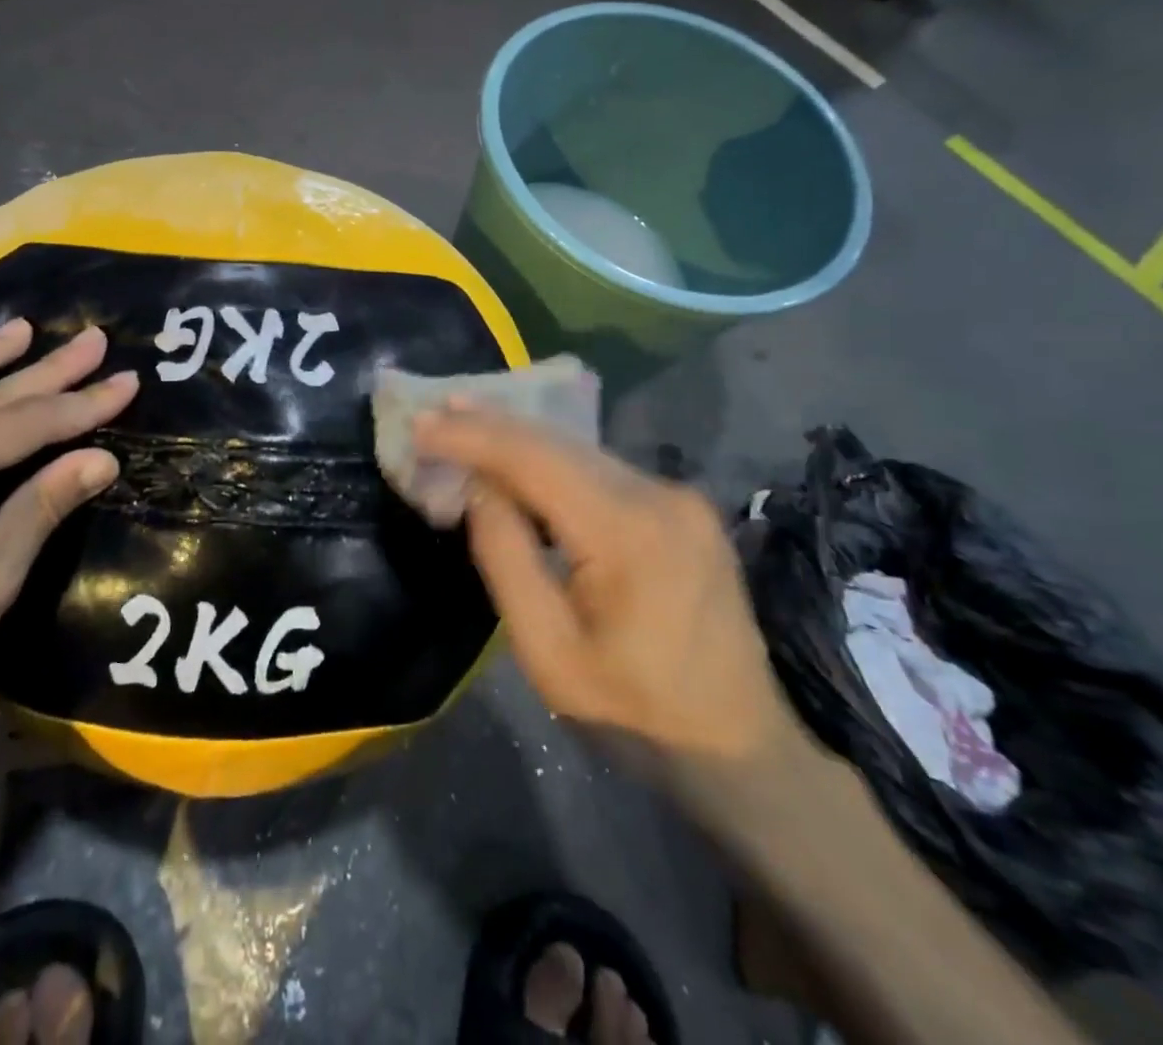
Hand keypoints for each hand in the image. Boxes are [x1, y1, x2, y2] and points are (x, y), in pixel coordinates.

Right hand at [413, 408, 792, 766]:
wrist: (741, 749)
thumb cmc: (635, 714)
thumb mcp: (548, 654)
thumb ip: (505, 559)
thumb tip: (477, 488)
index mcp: (629, 532)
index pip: (534, 459)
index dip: (472, 436)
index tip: (420, 424)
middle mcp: (660, 496)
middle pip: (558, 443)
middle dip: (490, 425)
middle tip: (433, 413)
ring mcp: (679, 498)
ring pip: (580, 452)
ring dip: (519, 440)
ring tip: (462, 424)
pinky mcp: (683, 508)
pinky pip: (601, 471)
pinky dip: (551, 462)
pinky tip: (519, 460)